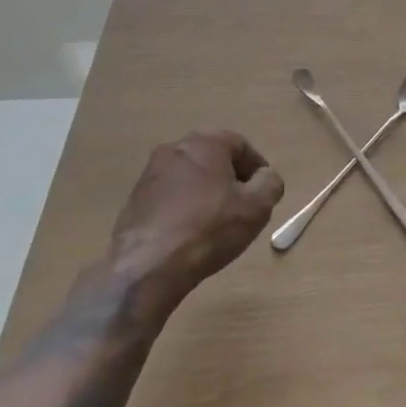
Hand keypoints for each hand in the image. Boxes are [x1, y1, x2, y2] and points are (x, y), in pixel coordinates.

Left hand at [107, 132, 284, 319]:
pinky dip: (182, 208)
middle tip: (240, 209)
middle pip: (214, 159)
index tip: (262, 196)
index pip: (242, 147)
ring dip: (204, 194)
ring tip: (213, 225)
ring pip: (190, 177)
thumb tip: (266, 177)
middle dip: (230, 181)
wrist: (147, 265)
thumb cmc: (208, 228)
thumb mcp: (257, 207)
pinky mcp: (135, 198)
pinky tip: (187, 234)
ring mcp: (151, 172)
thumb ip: (270, 184)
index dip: (257, 171)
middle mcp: (177, 147)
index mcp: (207, 141)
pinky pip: (169, 196)